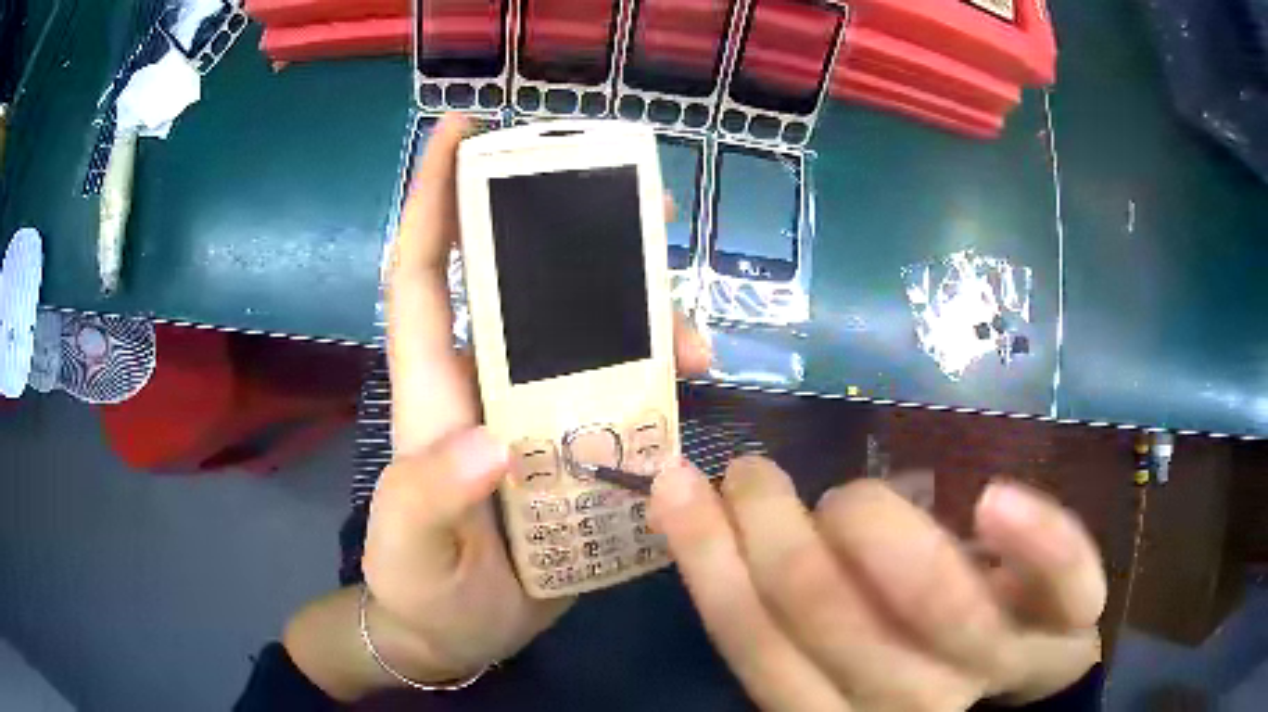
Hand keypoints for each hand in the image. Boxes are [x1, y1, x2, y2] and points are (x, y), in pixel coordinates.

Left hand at [359, 114, 712, 686]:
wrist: (458, 635)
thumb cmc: (420, 588)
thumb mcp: (410, 550)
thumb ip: (429, 499)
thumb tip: (490, 443)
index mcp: (434, 390)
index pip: (425, 272)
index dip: (435, 197)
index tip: (461, 128)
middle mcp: (488, 385)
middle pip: (529, 285)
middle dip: (575, 231)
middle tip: (641, 203)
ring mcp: (539, 417)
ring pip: (593, 338)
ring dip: (642, 317)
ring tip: (691, 332)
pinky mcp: (580, 453)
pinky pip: (627, 398)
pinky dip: (663, 383)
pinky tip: (695, 385)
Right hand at [650, 458, 1105, 710]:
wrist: (1030, 689)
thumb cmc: (930, 669)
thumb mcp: (856, 658)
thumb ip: (809, 617)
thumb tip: (732, 530)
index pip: (762, 653)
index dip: (712, 569)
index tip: (680, 488)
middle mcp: (920, 705)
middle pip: (839, 626)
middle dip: (776, 539)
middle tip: (751, 474)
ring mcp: (1008, 663)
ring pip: (940, 609)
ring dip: (876, 533)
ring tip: (843, 496)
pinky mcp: (1072, 622)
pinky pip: (1065, 581)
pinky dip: (1036, 542)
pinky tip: (991, 500)